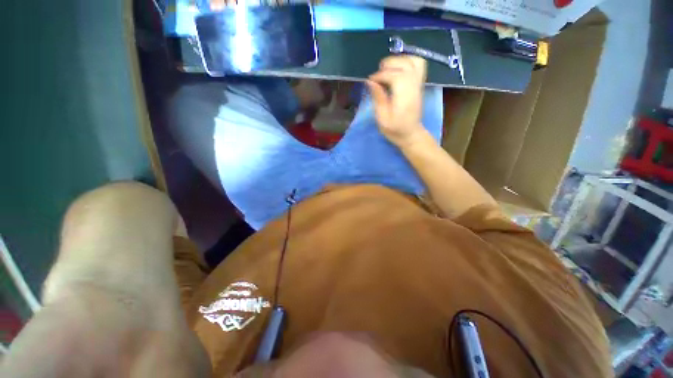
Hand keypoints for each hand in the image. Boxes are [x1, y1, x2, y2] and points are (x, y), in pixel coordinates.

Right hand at [366, 55, 427, 146]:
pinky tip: (398, 68)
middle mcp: (414, 87)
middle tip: (377, 75)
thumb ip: (378, 98)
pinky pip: (418, 65)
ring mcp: (418, 84)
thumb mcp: (382, 119)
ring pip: (413, 61)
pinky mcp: (419, 84)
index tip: (370, 80)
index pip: (394, 76)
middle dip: (388, 65)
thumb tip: (370, 81)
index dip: (380, 75)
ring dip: (398, 60)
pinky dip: (408, 61)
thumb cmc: (394, 130)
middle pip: (404, 65)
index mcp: (404, 97)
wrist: (410, 134)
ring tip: (387, 69)